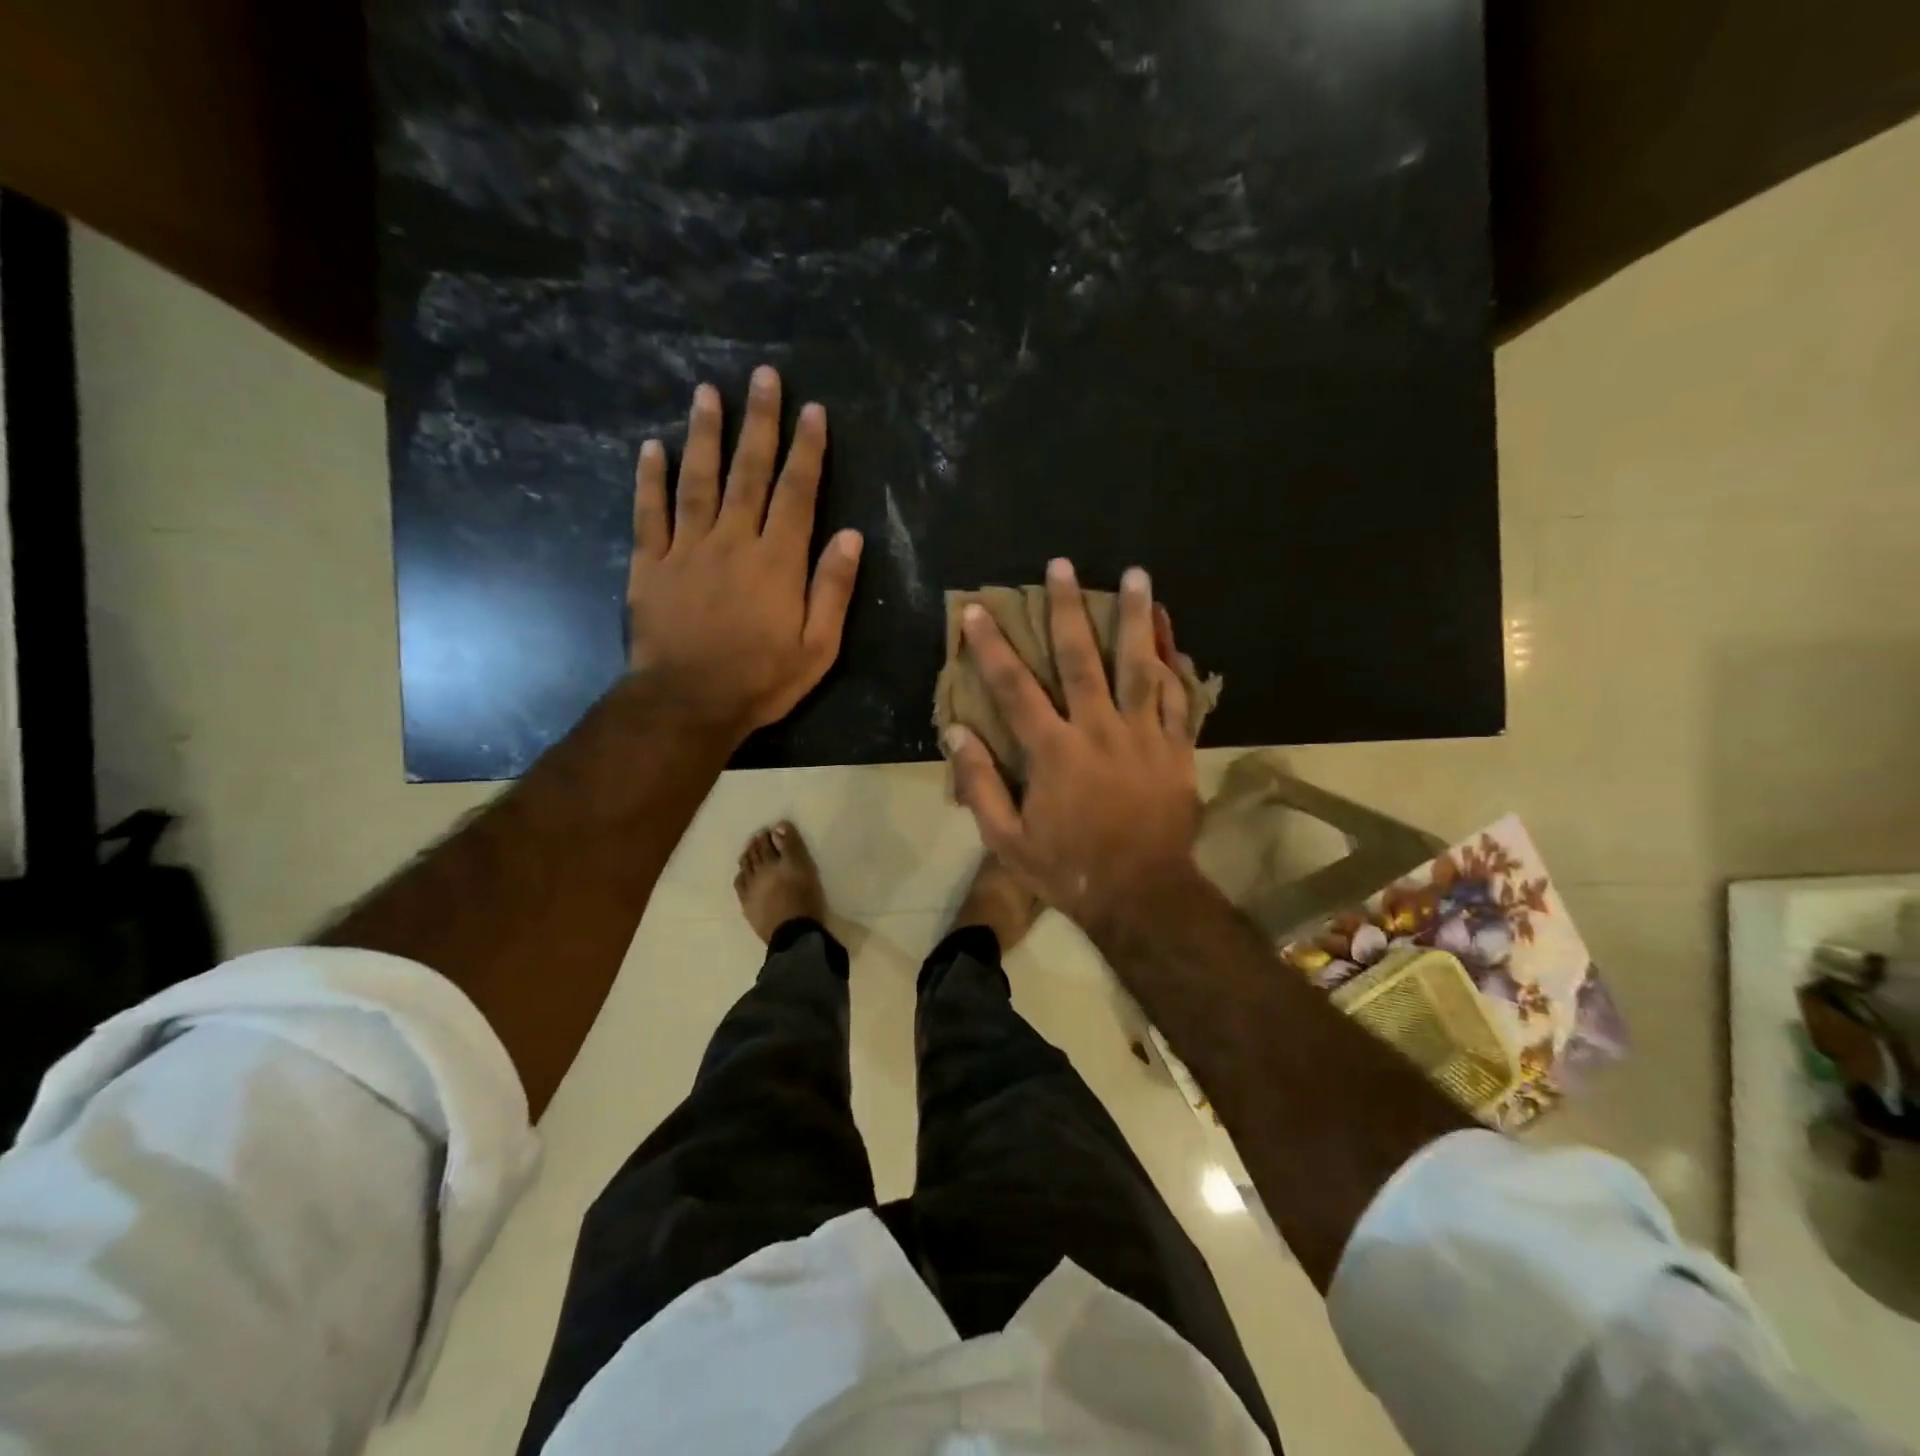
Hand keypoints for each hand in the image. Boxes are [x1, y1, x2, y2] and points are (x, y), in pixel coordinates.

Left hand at [627, 366, 862, 739]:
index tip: (812, 410)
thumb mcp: (818, 646)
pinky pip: (650, 513)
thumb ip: (833, 589)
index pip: (798, 493)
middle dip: (759, 423)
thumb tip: (852, 536)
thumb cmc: (761, 679)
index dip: (808, 450)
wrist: (688, 703)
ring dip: (705, 434)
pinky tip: (652, 447)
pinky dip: (650, 479)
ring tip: (707, 391)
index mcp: (778, 561)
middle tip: (762, 376)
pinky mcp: (651, 564)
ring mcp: (688, 549)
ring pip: (697, 480)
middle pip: (750, 472)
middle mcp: (734, 541)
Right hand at [945, 559, 1201, 930]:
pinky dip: (1174, 661)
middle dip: (1068, 609)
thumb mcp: (1008, 841)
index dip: (993, 647)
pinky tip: (1169, 631)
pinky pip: (1179, 696)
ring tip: (1136, 574)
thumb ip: (980, 786)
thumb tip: (957, 734)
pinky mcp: (1176, 748)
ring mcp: (1144, 736)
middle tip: (1062, 566)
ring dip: (1136, 618)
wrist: (1143, 896)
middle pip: (1082, 659)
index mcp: (1054, 752)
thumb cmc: (1068, 870)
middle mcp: (1099, 731)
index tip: (979, 610)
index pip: (1015, 688)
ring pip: (1140, 666)